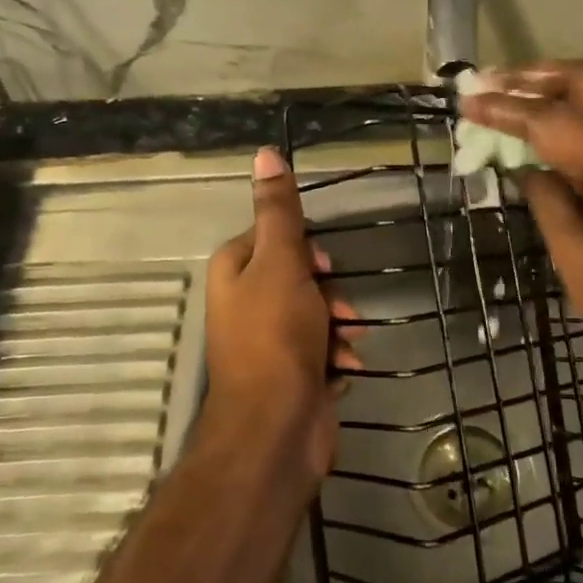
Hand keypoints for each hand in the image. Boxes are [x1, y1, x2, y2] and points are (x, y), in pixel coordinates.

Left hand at [202, 147, 360, 491]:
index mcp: (235, 270)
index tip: (325, 264)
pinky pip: (322, 349)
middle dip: (329, 291)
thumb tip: (264, 153)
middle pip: (301, 275)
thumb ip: (278, 210)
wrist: (275, 430)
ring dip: (339, 324)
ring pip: (317, 312)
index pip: (276, 237)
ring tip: (347, 341)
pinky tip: (345, 368)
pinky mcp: (291, 374)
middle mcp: (246, 302)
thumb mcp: (280, 262)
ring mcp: (269, 342)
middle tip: (339, 308)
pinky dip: (337, 355)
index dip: (306, 249)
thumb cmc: (276, 336)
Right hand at [462, 60, 582, 463]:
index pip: (555, 120)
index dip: (505, 107)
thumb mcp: (575, 255)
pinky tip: (556, 131)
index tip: (466, 97)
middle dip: (536, 78)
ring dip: (562, 96)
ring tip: (513, 97)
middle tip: (491, 80)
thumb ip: (546, 195)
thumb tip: (525, 163)